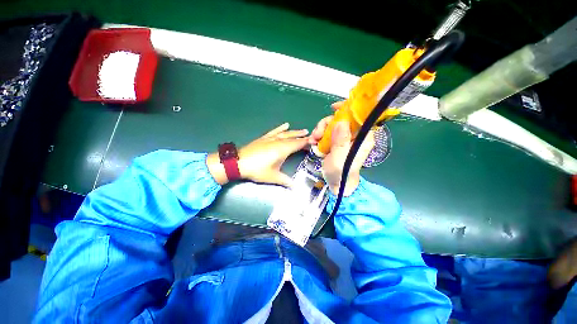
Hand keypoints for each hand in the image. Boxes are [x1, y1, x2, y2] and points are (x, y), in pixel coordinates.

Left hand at [207, 123, 308, 185]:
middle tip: (310, 135)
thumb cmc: (257, 170)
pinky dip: (280, 128)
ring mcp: (270, 138)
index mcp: (282, 149)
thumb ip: (285, 181)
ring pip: (285, 133)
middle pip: (293, 138)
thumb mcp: (273, 177)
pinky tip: (285, 125)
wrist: (238, 162)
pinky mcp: (264, 138)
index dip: (306, 142)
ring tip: (302, 130)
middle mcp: (278, 141)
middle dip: (302, 136)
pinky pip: (275, 131)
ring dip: (294, 132)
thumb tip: (296, 187)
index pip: (297, 144)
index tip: (314, 141)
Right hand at [309, 102, 374, 195]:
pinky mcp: (336, 142)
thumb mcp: (340, 159)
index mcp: (362, 138)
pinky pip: (327, 132)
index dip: (348, 108)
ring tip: (314, 140)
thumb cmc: (341, 174)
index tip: (334, 108)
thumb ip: (340, 141)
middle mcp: (354, 136)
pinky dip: (319, 135)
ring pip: (332, 125)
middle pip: (342, 119)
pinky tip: (314, 142)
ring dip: (320, 130)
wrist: (337, 184)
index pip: (359, 116)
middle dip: (327, 123)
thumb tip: (341, 121)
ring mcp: (344, 139)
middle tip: (317, 133)